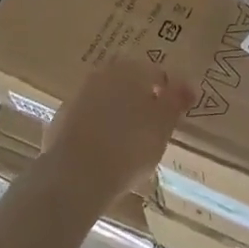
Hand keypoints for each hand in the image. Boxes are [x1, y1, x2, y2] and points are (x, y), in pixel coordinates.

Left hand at [43, 57, 184, 202]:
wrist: (74, 177)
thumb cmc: (129, 147)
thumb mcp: (163, 126)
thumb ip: (176, 101)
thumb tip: (188, 85)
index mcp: (130, 70)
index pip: (157, 74)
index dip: (169, 93)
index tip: (174, 115)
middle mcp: (102, 76)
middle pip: (129, 84)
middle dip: (141, 100)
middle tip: (153, 127)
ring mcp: (78, 98)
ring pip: (107, 101)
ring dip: (118, 115)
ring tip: (129, 143)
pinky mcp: (60, 122)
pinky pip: (88, 121)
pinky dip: (99, 131)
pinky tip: (105, 153)